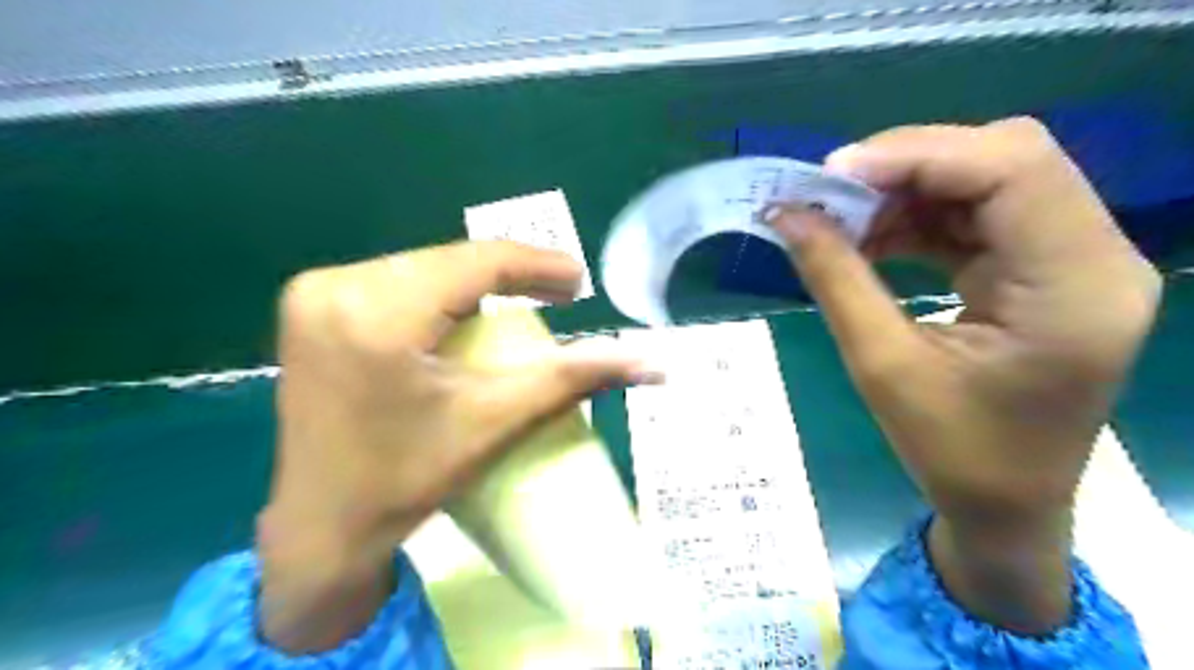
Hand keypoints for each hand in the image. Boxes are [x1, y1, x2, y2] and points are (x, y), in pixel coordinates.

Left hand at [258, 240, 656, 653]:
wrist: (320, 528)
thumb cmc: (406, 479)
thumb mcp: (495, 420)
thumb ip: (571, 378)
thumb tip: (649, 363)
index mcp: (376, 313)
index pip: (475, 263)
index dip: (536, 265)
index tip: (579, 281)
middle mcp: (335, 286)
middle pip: (448, 261)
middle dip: (509, 274)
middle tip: (559, 293)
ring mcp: (313, 295)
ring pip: (422, 268)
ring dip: (475, 283)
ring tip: (522, 300)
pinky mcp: (310, 308)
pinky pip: (395, 283)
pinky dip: (439, 294)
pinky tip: (465, 312)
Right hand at [771, 117, 1161, 631]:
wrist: (1006, 506)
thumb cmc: (951, 452)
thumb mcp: (881, 366)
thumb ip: (835, 279)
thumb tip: (785, 215)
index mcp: (1074, 287)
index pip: (1013, 168)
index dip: (915, 156)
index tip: (831, 174)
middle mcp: (1095, 257)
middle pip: (1007, 160)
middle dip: (908, 167)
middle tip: (831, 195)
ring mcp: (1076, 261)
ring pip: (991, 180)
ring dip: (908, 192)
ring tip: (842, 221)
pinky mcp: (1047, 270)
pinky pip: (981, 216)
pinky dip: (919, 218)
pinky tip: (872, 239)